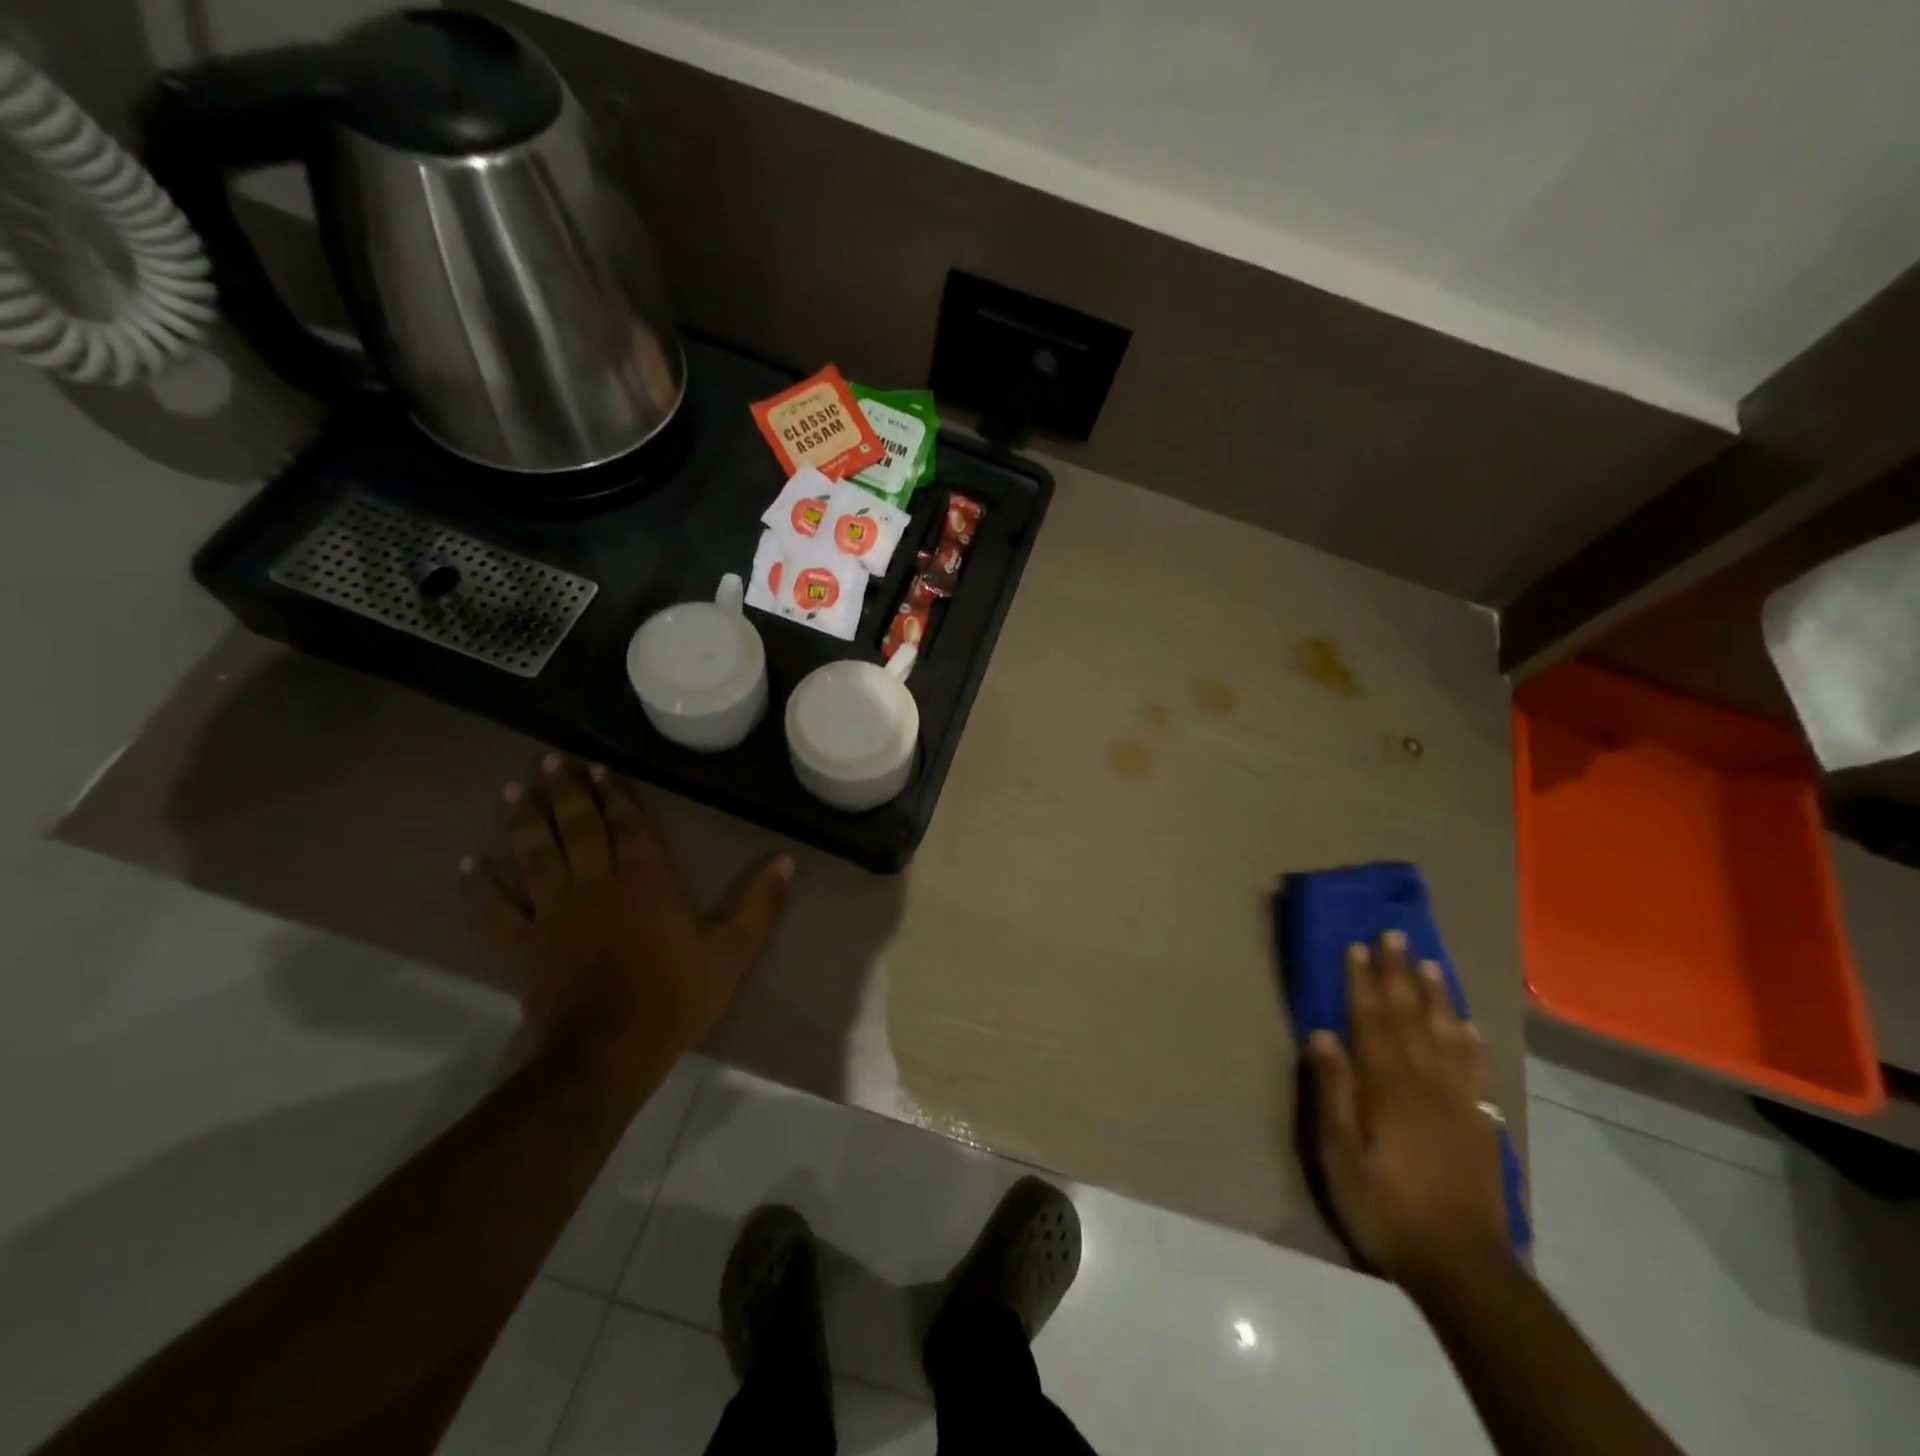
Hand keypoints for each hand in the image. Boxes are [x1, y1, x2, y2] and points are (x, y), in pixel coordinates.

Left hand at [466, 756, 792, 1081]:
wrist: (610, 1053)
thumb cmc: (676, 997)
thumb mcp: (732, 951)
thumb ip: (760, 904)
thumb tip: (786, 860)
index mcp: (647, 881)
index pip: (628, 826)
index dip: (614, 794)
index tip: (597, 768)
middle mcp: (597, 885)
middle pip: (578, 829)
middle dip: (565, 792)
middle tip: (550, 760)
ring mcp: (553, 915)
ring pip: (535, 857)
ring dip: (523, 821)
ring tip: (512, 790)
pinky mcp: (523, 948)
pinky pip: (496, 912)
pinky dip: (481, 887)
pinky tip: (470, 863)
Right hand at [1307, 932, 1508, 1288]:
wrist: (1464, 1268)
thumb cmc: (1386, 1207)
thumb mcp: (1340, 1155)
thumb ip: (1333, 1092)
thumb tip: (1323, 1035)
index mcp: (1388, 1086)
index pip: (1372, 1020)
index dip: (1363, 981)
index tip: (1358, 945)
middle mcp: (1425, 1083)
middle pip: (1411, 1017)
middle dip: (1399, 974)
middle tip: (1395, 935)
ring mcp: (1456, 1102)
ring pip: (1446, 1036)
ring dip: (1437, 997)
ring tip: (1431, 964)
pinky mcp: (1477, 1125)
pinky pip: (1474, 1071)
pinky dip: (1470, 1043)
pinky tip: (1468, 1027)